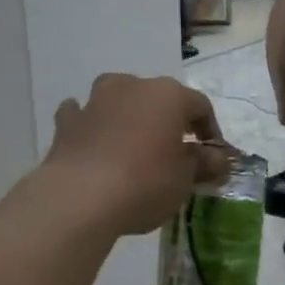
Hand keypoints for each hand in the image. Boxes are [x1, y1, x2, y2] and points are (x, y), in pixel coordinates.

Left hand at [42, 75, 226, 235]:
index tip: (213, 157)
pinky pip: (83, 115)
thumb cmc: (145, 183)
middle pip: (159, 99)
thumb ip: (205, 163)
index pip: (200, 106)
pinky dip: (91, 124)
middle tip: (174, 153)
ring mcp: (96, 100)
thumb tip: (217, 158)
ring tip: (133, 144)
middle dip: (169, 123)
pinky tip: (93, 142)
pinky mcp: (67, 122)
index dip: (210, 131)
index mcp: (168, 94)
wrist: (79, 198)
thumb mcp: (186, 178)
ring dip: (128, 115)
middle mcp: (133, 86)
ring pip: (119, 100)